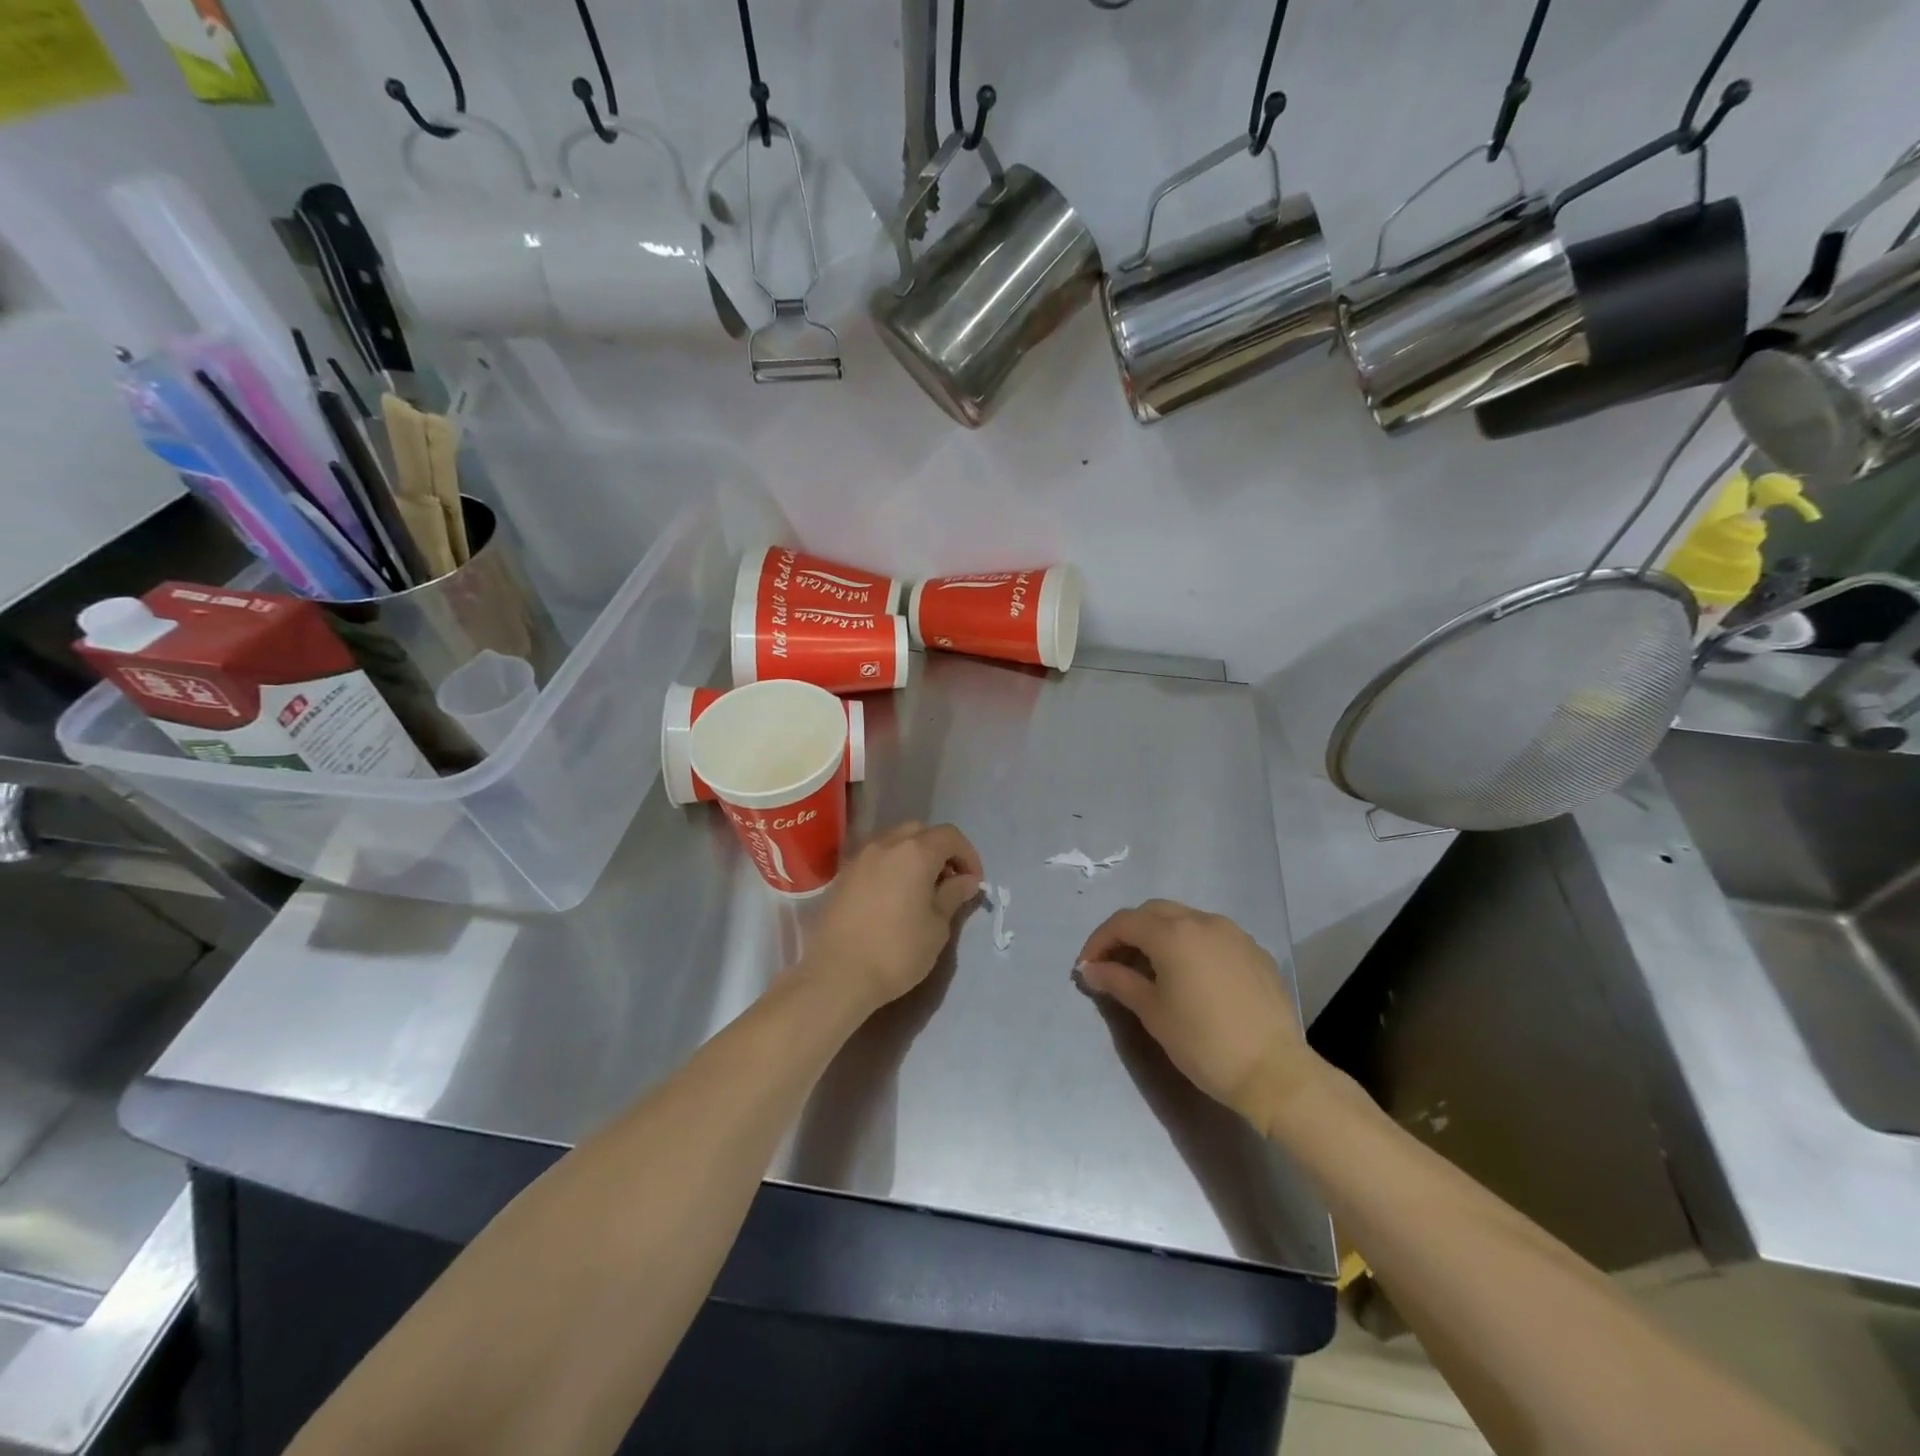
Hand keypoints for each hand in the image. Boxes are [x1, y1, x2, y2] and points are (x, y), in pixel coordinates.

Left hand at [801, 822, 983, 1016]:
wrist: (836, 975)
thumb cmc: (896, 951)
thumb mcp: (937, 927)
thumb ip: (953, 895)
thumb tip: (966, 880)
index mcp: (915, 852)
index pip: (950, 836)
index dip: (968, 855)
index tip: (973, 883)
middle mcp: (885, 844)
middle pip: (920, 832)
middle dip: (940, 851)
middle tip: (948, 882)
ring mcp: (859, 858)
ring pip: (894, 842)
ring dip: (913, 856)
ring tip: (920, 890)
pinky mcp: (841, 876)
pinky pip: (874, 859)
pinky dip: (891, 867)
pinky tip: (893, 897)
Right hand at [1077, 900, 1313, 1131]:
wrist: (1274, 1073)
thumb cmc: (1203, 1043)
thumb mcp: (1152, 1012)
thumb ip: (1118, 981)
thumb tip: (1091, 969)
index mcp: (1173, 933)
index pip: (1123, 922)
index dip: (1099, 941)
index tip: (1087, 967)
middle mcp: (1203, 921)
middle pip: (1153, 912)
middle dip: (1128, 932)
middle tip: (1114, 964)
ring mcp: (1233, 933)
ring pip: (1184, 919)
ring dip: (1159, 935)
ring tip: (1149, 969)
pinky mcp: (1254, 951)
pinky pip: (1212, 936)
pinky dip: (1190, 945)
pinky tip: (1189, 976)